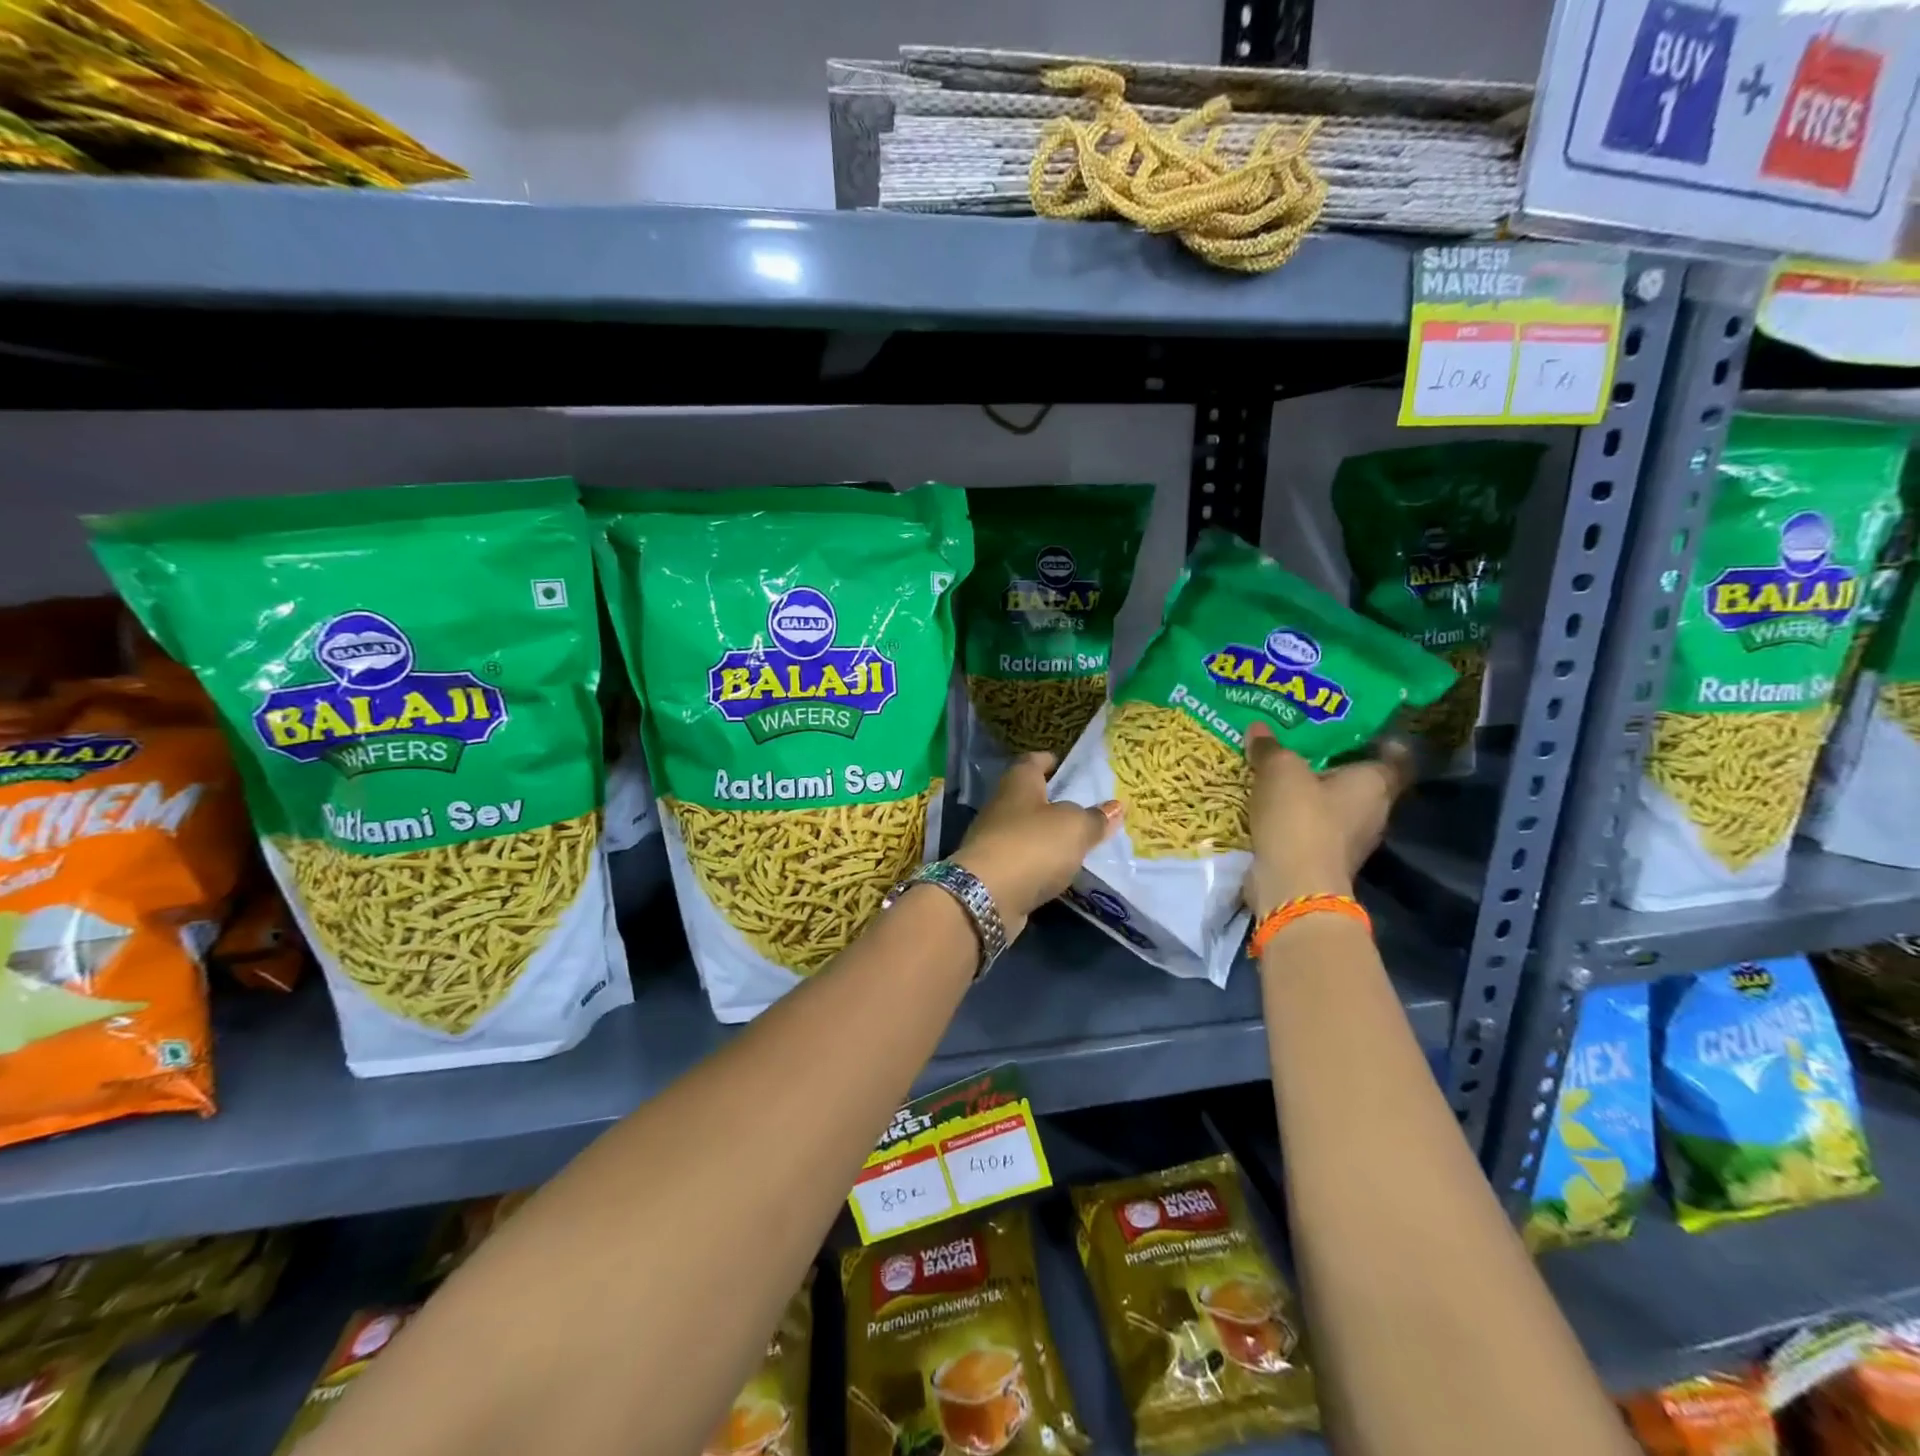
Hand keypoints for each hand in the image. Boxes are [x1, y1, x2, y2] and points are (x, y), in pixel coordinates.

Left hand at [953, 752, 1121, 939]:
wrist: (987, 896)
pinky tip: (1059, 871)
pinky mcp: (993, 871)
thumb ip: (1095, 818)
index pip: (1032, 761)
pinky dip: (1039, 863)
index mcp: (1018, 783)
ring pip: (1026, 830)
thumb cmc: (1033, 845)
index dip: (1050, 760)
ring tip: (1078, 841)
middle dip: (1053, 801)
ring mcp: (993, 840)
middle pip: (1029, 797)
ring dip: (1047, 835)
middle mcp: (1001, 806)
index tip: (1069, 765)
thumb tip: (1115, 807)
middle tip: (1085, 807)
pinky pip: (1023, 860)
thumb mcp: (1075, 827)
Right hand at [1242, 723, 1412, 914]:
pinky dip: (1300, 820)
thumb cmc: (1301, 819)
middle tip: (1308, 746)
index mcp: (1375, 784)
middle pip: (1361, 783)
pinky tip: (1274, 808)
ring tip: (1285, 776)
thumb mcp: (1279, 771)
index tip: (1359, 731)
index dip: (1381, 742)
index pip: (1395, 757)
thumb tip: (1258, 728)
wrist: (1294, 887)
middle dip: (1337, 767)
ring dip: (1315, 796)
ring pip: (1336, 808)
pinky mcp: (1326, 861)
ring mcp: (1352, 842)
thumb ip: (1271, 748)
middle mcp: (1374, 812)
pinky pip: (1315, 830)